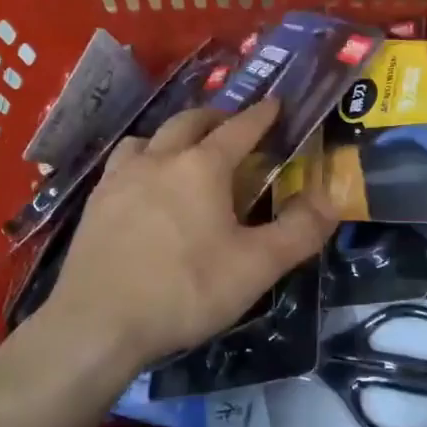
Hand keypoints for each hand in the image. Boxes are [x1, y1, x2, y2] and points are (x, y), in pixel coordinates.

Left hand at [48, 100, 338, 370]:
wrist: (98, 323)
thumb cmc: (184, 290)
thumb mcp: (255, 267)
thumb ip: (299, 232)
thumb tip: (331, 201)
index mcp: (202, 167)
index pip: (240, 128)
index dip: (262, 115)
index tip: (276, 103)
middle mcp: (159, 158)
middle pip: (190, 121)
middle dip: (216, 118)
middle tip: (233, 127)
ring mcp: (121, 177)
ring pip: (150, 137)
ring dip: (173, 135)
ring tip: (183, 152)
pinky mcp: (96, 201)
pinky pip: (123, 163)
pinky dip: (142, 159)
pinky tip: (142, 185)